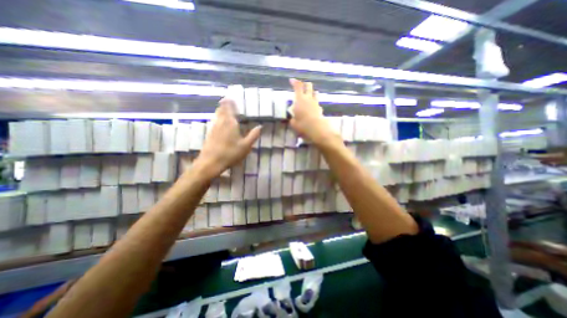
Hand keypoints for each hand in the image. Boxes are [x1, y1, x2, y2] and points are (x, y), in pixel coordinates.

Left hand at [193, 98, 257, 178]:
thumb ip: (253, 135)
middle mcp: (221, 122)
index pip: (229, 108)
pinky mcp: (210, 134)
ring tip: (224, 109)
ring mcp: (214, 128)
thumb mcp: (246, 146)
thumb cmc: (230, 153)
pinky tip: (220, 122)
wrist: (211, 162)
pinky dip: (218, 118)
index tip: (231, 97)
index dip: (230, 102)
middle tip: (228, 100)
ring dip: (221, 110)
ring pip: (217, 115)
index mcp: (230, 123)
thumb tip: (260, 126)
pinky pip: (215, 121)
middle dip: (224, 104)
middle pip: (221, 109)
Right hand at [290, 78, 337, 145]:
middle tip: (302, 86)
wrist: (317, 129)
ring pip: (315, 93)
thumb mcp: (293, 124)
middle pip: (308, 86)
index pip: (298, 86)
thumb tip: (293, 118)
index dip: (294, 82)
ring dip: (312, 92)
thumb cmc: (302, 125)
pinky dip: (314, 103)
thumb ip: (293, 119)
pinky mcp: (320, 109)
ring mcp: (315, 103)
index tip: (291, 80)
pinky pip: (317, 103)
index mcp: (300, 99)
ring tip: (309, 95)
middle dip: (305, 84)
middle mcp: (308, 98)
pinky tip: (312, 108)